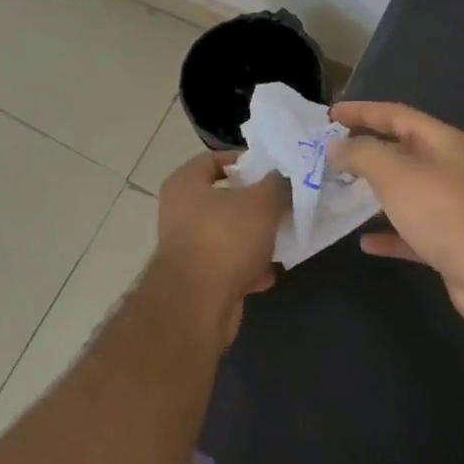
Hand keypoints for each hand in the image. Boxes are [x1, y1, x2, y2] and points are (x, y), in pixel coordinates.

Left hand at [154, 152, 286, 341]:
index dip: (243, 162)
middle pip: (222, 199)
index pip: (212, 159)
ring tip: (281, 240)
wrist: (198, 304)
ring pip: (227, 234)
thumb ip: (277, 184)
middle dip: (254, 204)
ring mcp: (185, 246)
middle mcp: (179, 211)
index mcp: (185, 184)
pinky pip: (226, 265)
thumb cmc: (225, 239)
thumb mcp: (261, 203)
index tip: (271, 170)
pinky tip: (268, 275)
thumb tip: (284, 176)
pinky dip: (247, 269)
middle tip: (282, 205)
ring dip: (254, 239)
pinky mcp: (195, 278)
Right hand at [326, 102, 463, 337]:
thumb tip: (335, 148)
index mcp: (442, 143)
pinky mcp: (450, 243)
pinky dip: (387, 233)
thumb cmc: (446, 213)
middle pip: (400, 151)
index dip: (362, 111)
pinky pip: (410, 231)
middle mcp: (449, 169)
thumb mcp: (395, 174)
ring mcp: (451, 207)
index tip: (329, 115)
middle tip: (327, 153)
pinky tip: (364, 242)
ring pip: (404, 192)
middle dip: (364, 150)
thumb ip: (361, 154)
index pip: (396, 115)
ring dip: (372, 191)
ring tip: (337, 192)